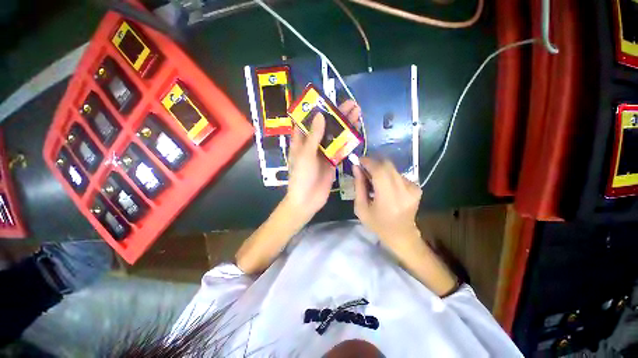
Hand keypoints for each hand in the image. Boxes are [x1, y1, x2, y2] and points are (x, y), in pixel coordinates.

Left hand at [285, 100, 360, 222]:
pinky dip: (347, 140)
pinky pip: (340, 148)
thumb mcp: (305, 155)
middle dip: (337, 115)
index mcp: (301, 141)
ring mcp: (323, 152)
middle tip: (351, 104)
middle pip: (325, 126)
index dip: (316, 109)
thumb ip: (314, 136)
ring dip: (345, 125)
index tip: (327, 99)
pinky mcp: (332, 161)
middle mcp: (312, 144)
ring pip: (335, 135)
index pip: (307, 120)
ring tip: (357, 113)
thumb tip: (321, 115)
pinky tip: (356, 131)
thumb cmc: (301, 176)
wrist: (307, 199)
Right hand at [353, 158, 422, 251]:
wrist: (401, 235)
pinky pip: (398, 174)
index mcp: (388, 199)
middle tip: (364, 168)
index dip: (368, 162)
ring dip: (380, 170)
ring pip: (392, 169)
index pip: (380, 171)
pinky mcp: (416, 188)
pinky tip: (384, 186)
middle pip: (387, 165)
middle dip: (373, 163)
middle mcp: (404, 191)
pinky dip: (388, 176)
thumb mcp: (361, 208)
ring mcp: (413, 188)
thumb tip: (356, 167)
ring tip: (373, 180)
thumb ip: (358, 186)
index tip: (359, 160)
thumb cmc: (377, 224)